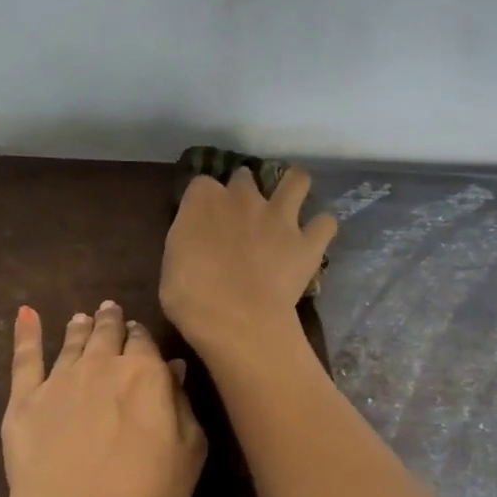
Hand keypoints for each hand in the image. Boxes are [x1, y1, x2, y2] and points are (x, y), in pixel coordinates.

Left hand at [0, 301, 206, 496]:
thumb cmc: (147, 494)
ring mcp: (60, 380)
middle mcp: (102, 365)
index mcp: (146, 374)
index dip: (141, 337)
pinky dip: (26, 334)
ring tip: (81, 317)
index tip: (139, 332)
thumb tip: (174, 369)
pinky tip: (26, 315)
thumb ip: (182, 406)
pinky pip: (25, 359)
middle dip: (111, 321)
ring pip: (72, 343)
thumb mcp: (188, 454)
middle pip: (107, 335)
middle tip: (110, 310)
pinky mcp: (25, 400)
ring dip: (79, 327)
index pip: (144, 343)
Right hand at [161, 165, 336, 361]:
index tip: (202, 218)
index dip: (203, 201)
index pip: (201, 184)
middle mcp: (244, 198)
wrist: (236, 319)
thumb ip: (188, 240)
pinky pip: (325, 224)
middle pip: (245, 178)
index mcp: (203, 200)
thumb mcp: (172, 262)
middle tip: (241, 214)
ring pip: (297, 181)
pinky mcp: (308, 243)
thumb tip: (196, 241)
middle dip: (244, 190)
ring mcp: (280, 217)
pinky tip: (313, 238)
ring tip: (289, 203)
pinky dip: (321, 228)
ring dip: (293, 187)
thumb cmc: (190, 297)